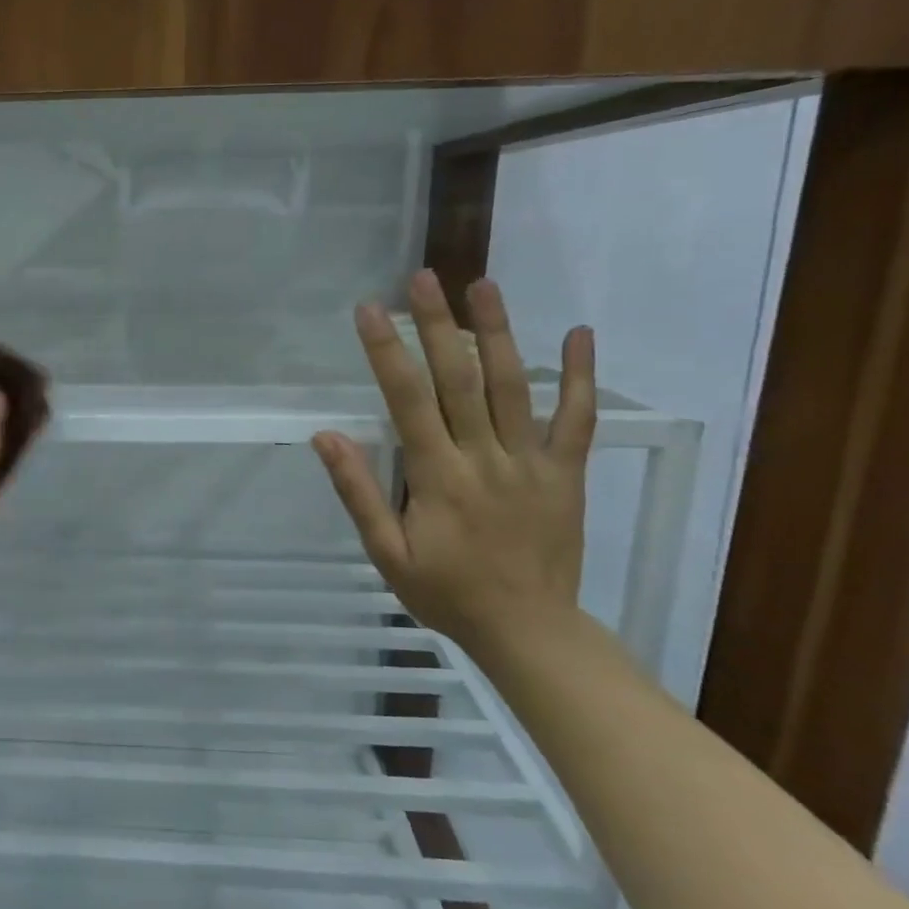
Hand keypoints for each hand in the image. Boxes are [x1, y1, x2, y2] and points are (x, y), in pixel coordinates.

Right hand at [312, 270, 595, 653]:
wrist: (527, 629)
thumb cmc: (446, 593)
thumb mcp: (387, 554)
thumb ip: (360, 493)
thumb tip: (327, 437)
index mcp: (438, 477)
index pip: (407, 401)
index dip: (386, 352)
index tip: (369, 311)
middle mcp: (484, 458)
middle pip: (459, 380)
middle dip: (436, 325)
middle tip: (423, 278)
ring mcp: (531, 462)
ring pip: (514, 387)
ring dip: (498, 333)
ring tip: (483, 286)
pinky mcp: (566, 472)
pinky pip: (578, 420)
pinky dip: (581, 377)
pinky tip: (579, 335)